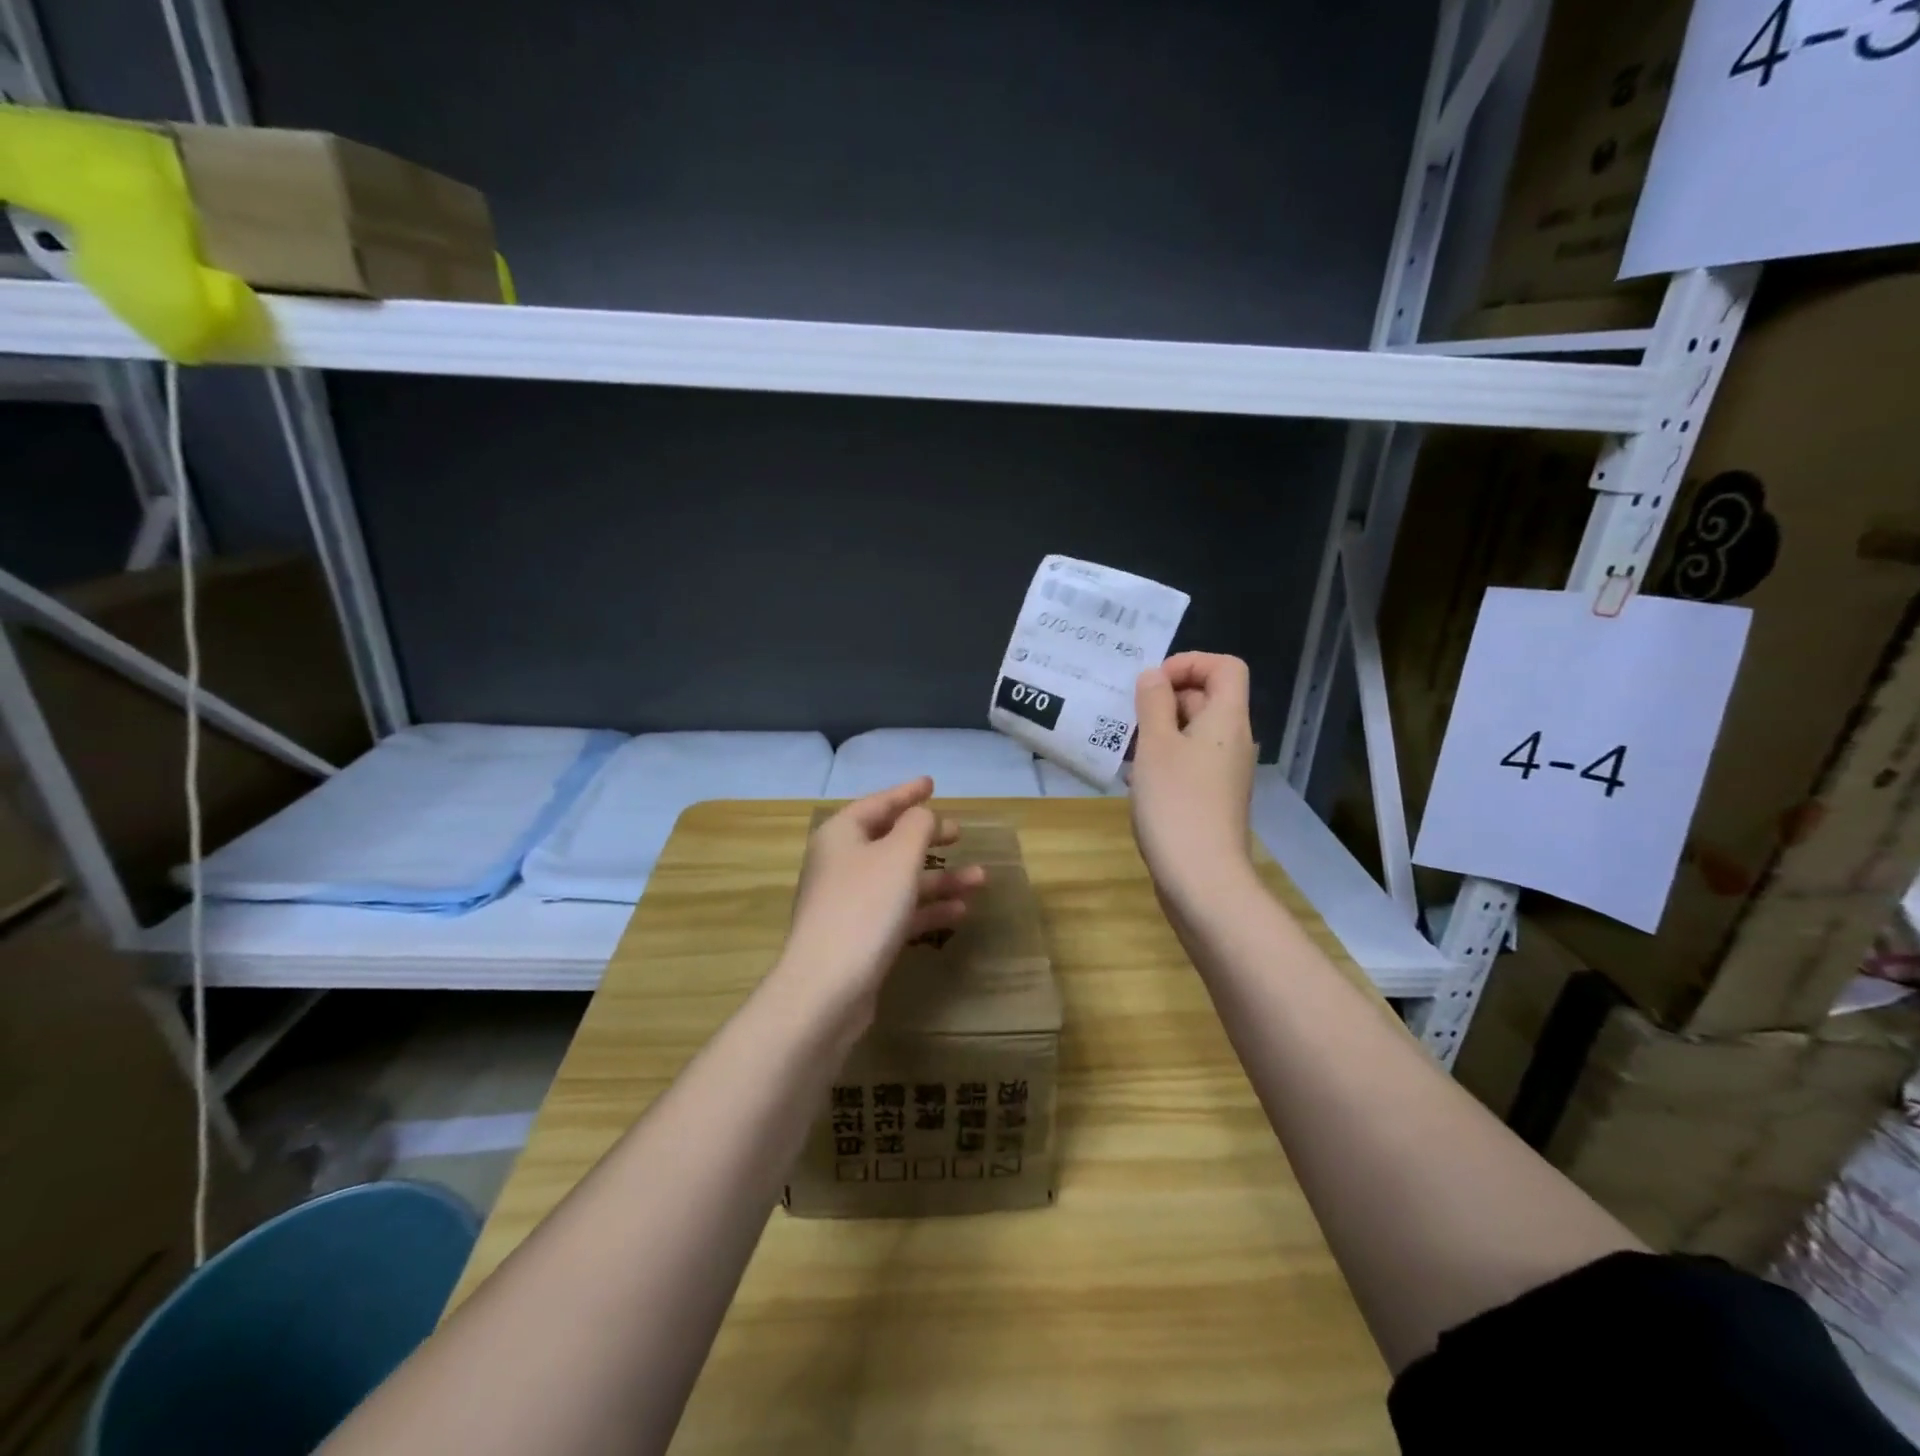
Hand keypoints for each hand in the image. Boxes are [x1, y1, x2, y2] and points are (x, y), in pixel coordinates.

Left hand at [779, 777, 986, 1027]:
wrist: (827, 988)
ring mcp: (849, 902)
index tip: (931, 783)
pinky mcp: (859, 936)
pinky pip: (899, 911)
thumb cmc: (864, 908)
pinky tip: (959, 912)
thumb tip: (923, 816)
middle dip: (928, 837)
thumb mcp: (898, 856)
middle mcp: (841, 864)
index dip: (907, 793)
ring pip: (900, 880)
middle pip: (890, 841)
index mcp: (842, 835)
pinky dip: (927, 909)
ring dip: (939, 878)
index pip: (878, 803)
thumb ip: (918, 826)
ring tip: (980, 879)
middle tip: (960, 831)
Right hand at [1131, 652, 1256, 901]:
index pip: (1225, 667)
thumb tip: (1154, 676)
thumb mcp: (1156, 745)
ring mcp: (1223, 772)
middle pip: (1206, 698)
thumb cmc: (1177, 803)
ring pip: (1191, 732)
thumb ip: (1153, 703)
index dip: (1190, 663)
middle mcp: (1232, 741)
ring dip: (1157, 731)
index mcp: (1227, 719)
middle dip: (1164, 699)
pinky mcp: (1210, 798)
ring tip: (1123, 747)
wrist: (1201, 878)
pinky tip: (1134, 778)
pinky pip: (1187, 762)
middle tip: (1128, 716)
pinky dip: (1162, 759)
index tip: (1153, 683)